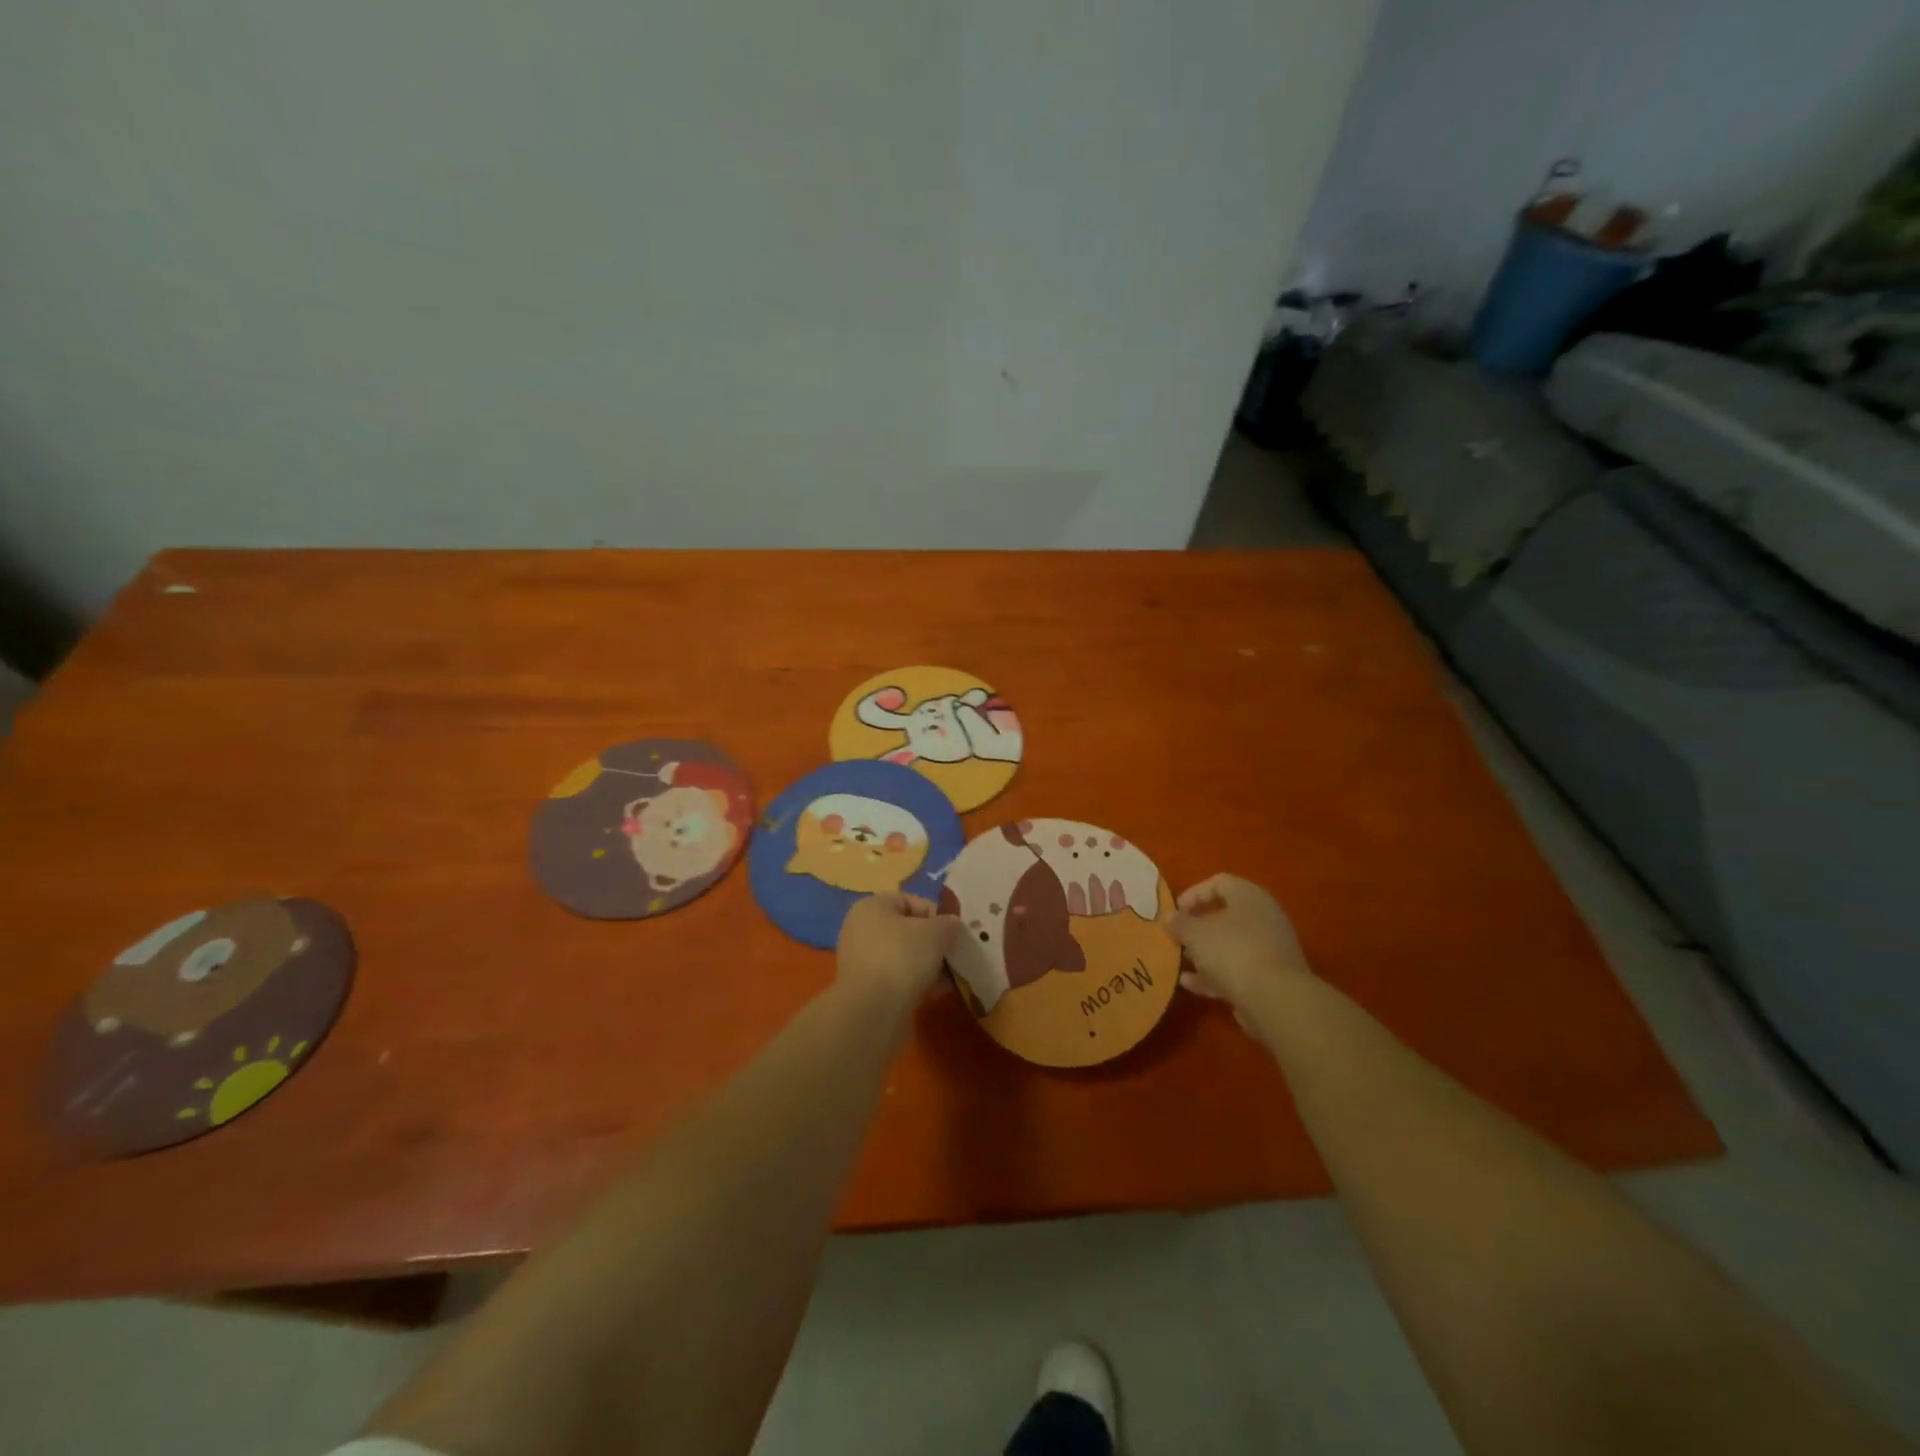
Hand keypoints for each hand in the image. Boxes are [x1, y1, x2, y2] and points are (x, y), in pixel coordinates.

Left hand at [836, 892, 961, 1005]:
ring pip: (905, 957)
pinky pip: (898, 979)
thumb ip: (949, 924)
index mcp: (872, 906)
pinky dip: (917, 983)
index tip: (953, 934)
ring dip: (928, 965)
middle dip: (934, 944)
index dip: (937, 915)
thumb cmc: (902, 958)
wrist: (872, 1012)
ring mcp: (862, 961)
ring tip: (949, 978)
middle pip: (908, 930)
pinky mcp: (866, 989)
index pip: (912, 901)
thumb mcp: (936, 932)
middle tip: (953, 956)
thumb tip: (952, 926)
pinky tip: (936, 993)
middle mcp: (862, 929)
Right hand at [1168, 874, 1312, 1027]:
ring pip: (1231, 945)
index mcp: (1249, 897)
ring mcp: (1270, 949)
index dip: (1194, 893)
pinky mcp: (1271, 978)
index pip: (1220, 882)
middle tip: (1178, 937)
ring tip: (1180, 962)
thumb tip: (1170, 918)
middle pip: (1226, 915)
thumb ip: (1180, 924)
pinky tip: (1191, 985)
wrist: (1276, 1000)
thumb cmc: (1232, 952)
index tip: (1176, 911)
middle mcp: (1264, 918)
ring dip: (1205, 953)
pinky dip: (1215, 974)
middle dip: (1198, 927)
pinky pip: (1238, 969)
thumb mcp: (1195, 934)